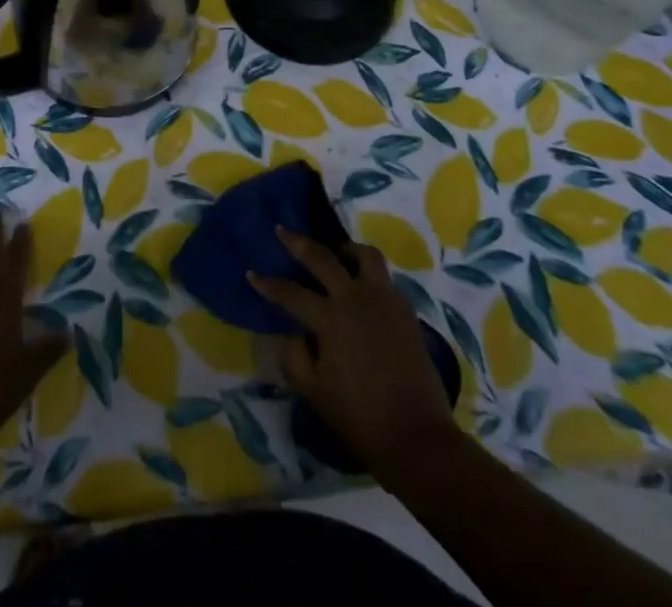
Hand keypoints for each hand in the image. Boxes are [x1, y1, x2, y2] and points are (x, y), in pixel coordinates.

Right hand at [249, 226, 459, 480]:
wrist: (419, 439)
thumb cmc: (361, 418)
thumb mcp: (315, 393)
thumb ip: (294, 358)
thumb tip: (289, 335)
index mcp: (331, 318)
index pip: (290, 292)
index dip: (268, 284)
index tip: (252, 273)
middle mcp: (357, 298)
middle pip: (323, 258)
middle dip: (298, 242)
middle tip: (283, 231)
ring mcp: (385, 300)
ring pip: (364, 255)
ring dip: (344, 249)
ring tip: (333, 253)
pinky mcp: (406, 311)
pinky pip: (384, 278)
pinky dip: (367, 273)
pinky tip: (360, 287)